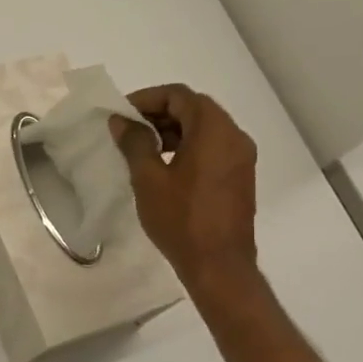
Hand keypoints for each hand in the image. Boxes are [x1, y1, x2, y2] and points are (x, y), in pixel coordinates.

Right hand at [109, 83, 257, 295]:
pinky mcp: (240, 176)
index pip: (179, 96)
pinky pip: (213, 147)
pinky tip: (165, 165)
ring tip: (142, 148)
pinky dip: (188, 146)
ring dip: (173, 130)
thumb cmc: (181, 220)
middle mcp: (234, 136)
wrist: (219, 265)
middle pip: (195, 108)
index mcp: (214, 130)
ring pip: (205, 128)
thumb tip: (121, 121)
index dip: (147, 98)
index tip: (122, 114)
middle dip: (159, 113)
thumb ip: (134, 143)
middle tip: (129, 129)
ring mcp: (241, 157)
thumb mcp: (148, 179)